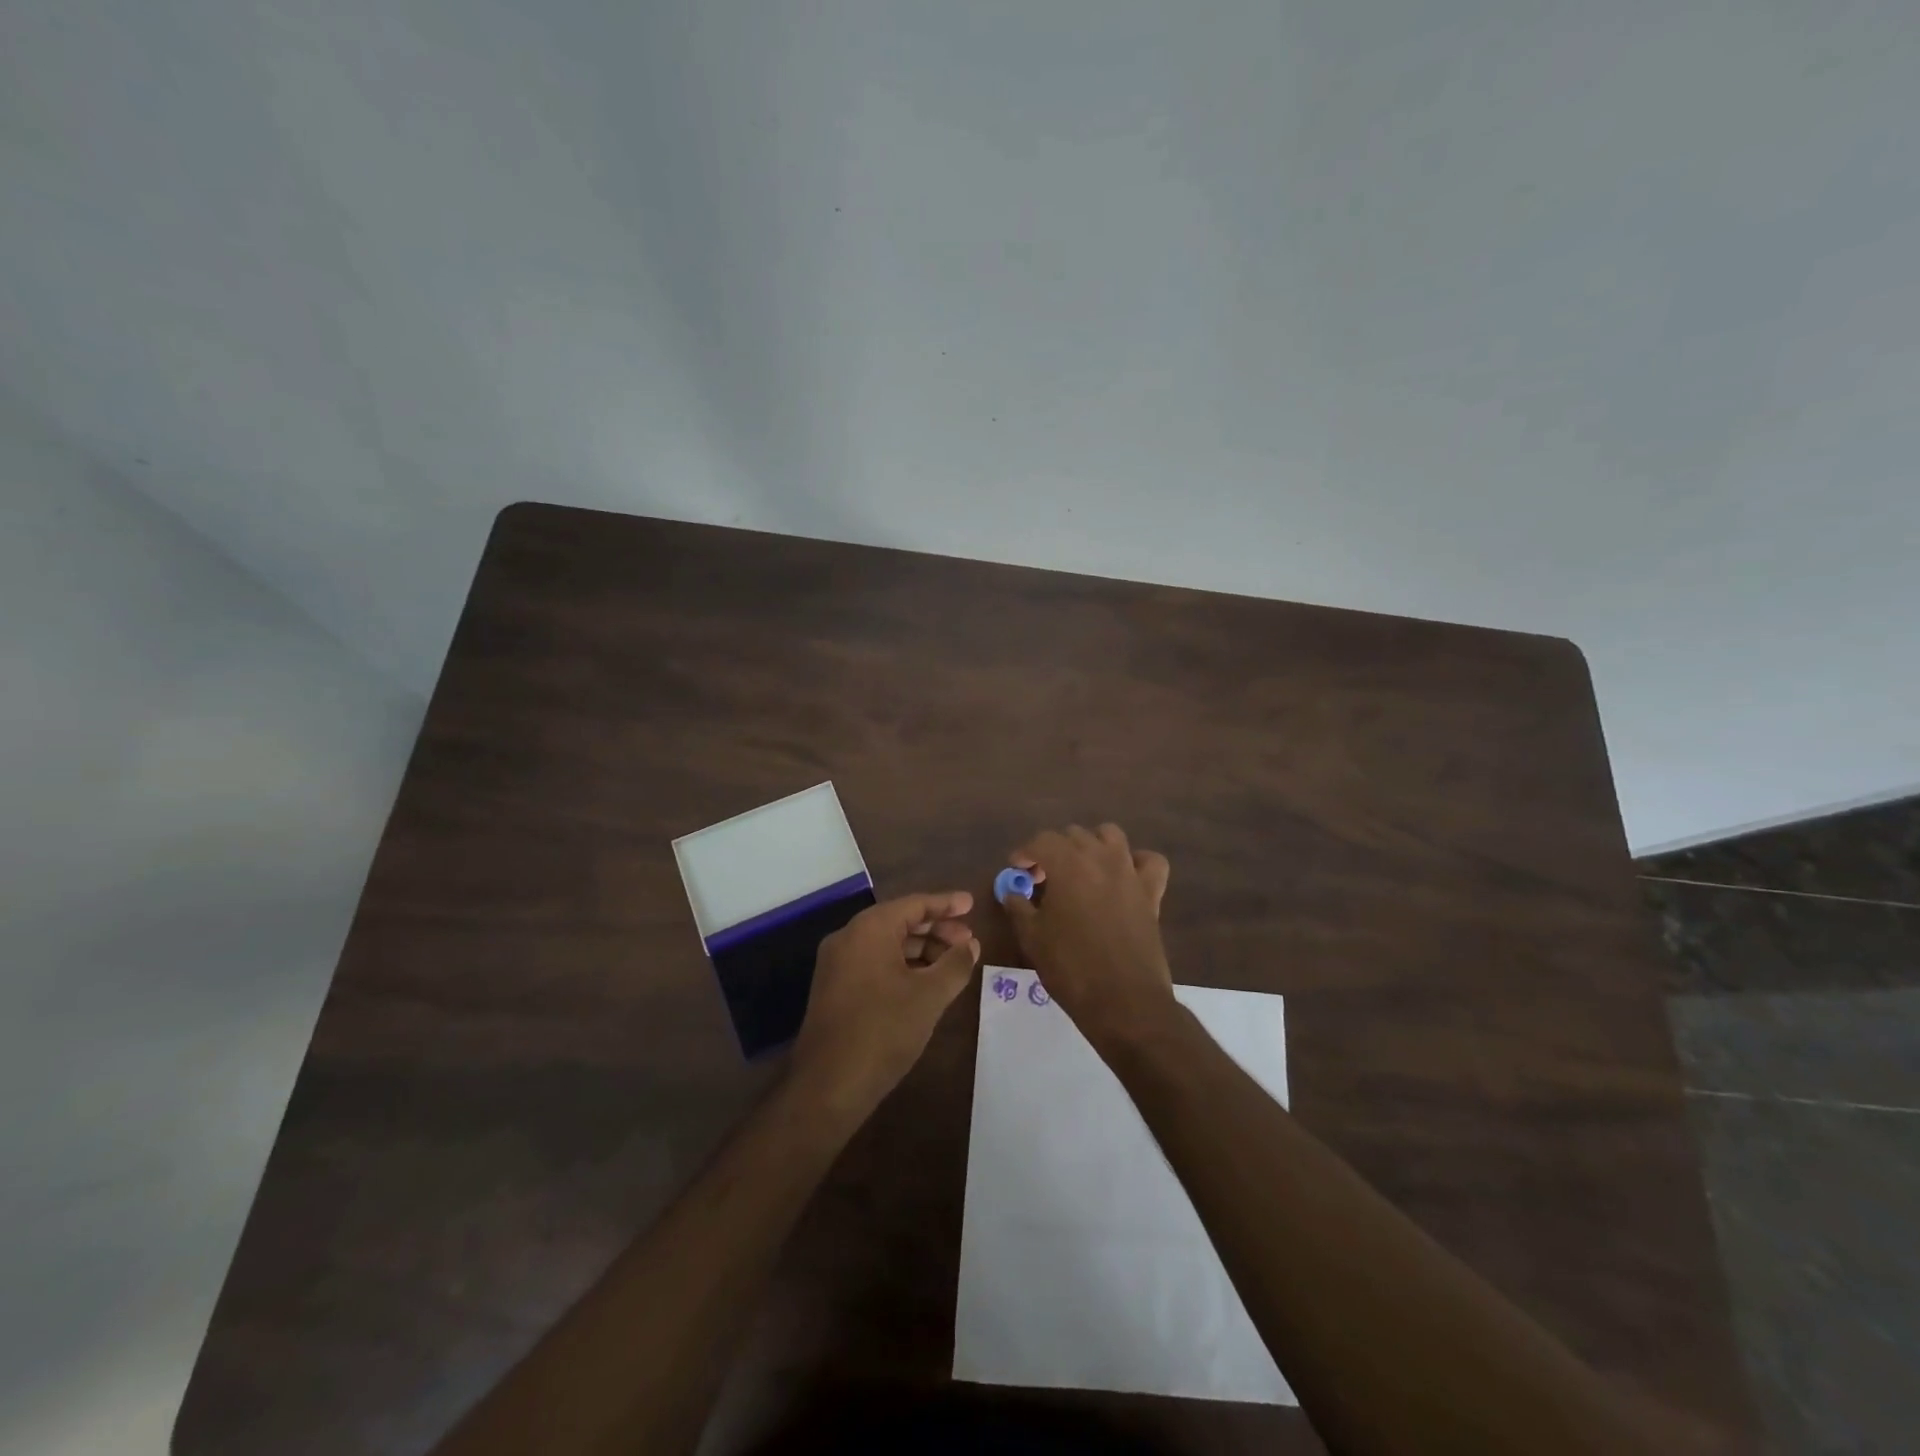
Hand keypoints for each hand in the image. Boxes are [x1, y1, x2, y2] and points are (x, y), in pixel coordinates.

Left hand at [790, 892, 979, 1121]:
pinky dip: (902, 966)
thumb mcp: (930, 996)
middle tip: (968, 941)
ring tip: (952, 964)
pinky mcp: (834, 988)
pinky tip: (925, 983)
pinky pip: (874, 963)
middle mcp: (849, 937)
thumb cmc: (884, 1030)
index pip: (915, 904)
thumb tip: (971, 945)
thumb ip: (955, 964)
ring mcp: (837, 963)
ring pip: (887, 944)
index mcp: (870, 928)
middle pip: (900, 922)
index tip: (972, 904)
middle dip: (936, 929)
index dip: (946, 904)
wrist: (828, 1085)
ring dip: (921, 950)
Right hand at [1002, 824, 1173, 1054]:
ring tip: (1081, 870)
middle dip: (1054, 850)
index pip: (1041, 841)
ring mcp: (1129, 872)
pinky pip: (1149, 861)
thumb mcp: (1032, 938)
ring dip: (1091, 845)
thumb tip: (1011, 891)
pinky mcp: (1151, 892)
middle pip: (1073, 835)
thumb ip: (1018, 907)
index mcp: (1067, 864)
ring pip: (1110, 835)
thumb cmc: (1070, 968)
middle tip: (1043, 879)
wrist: (1123, 1001)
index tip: (1017, 872)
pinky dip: (1135, 861)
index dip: (1025, 853)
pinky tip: (1123, 877)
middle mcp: (1100, 857)